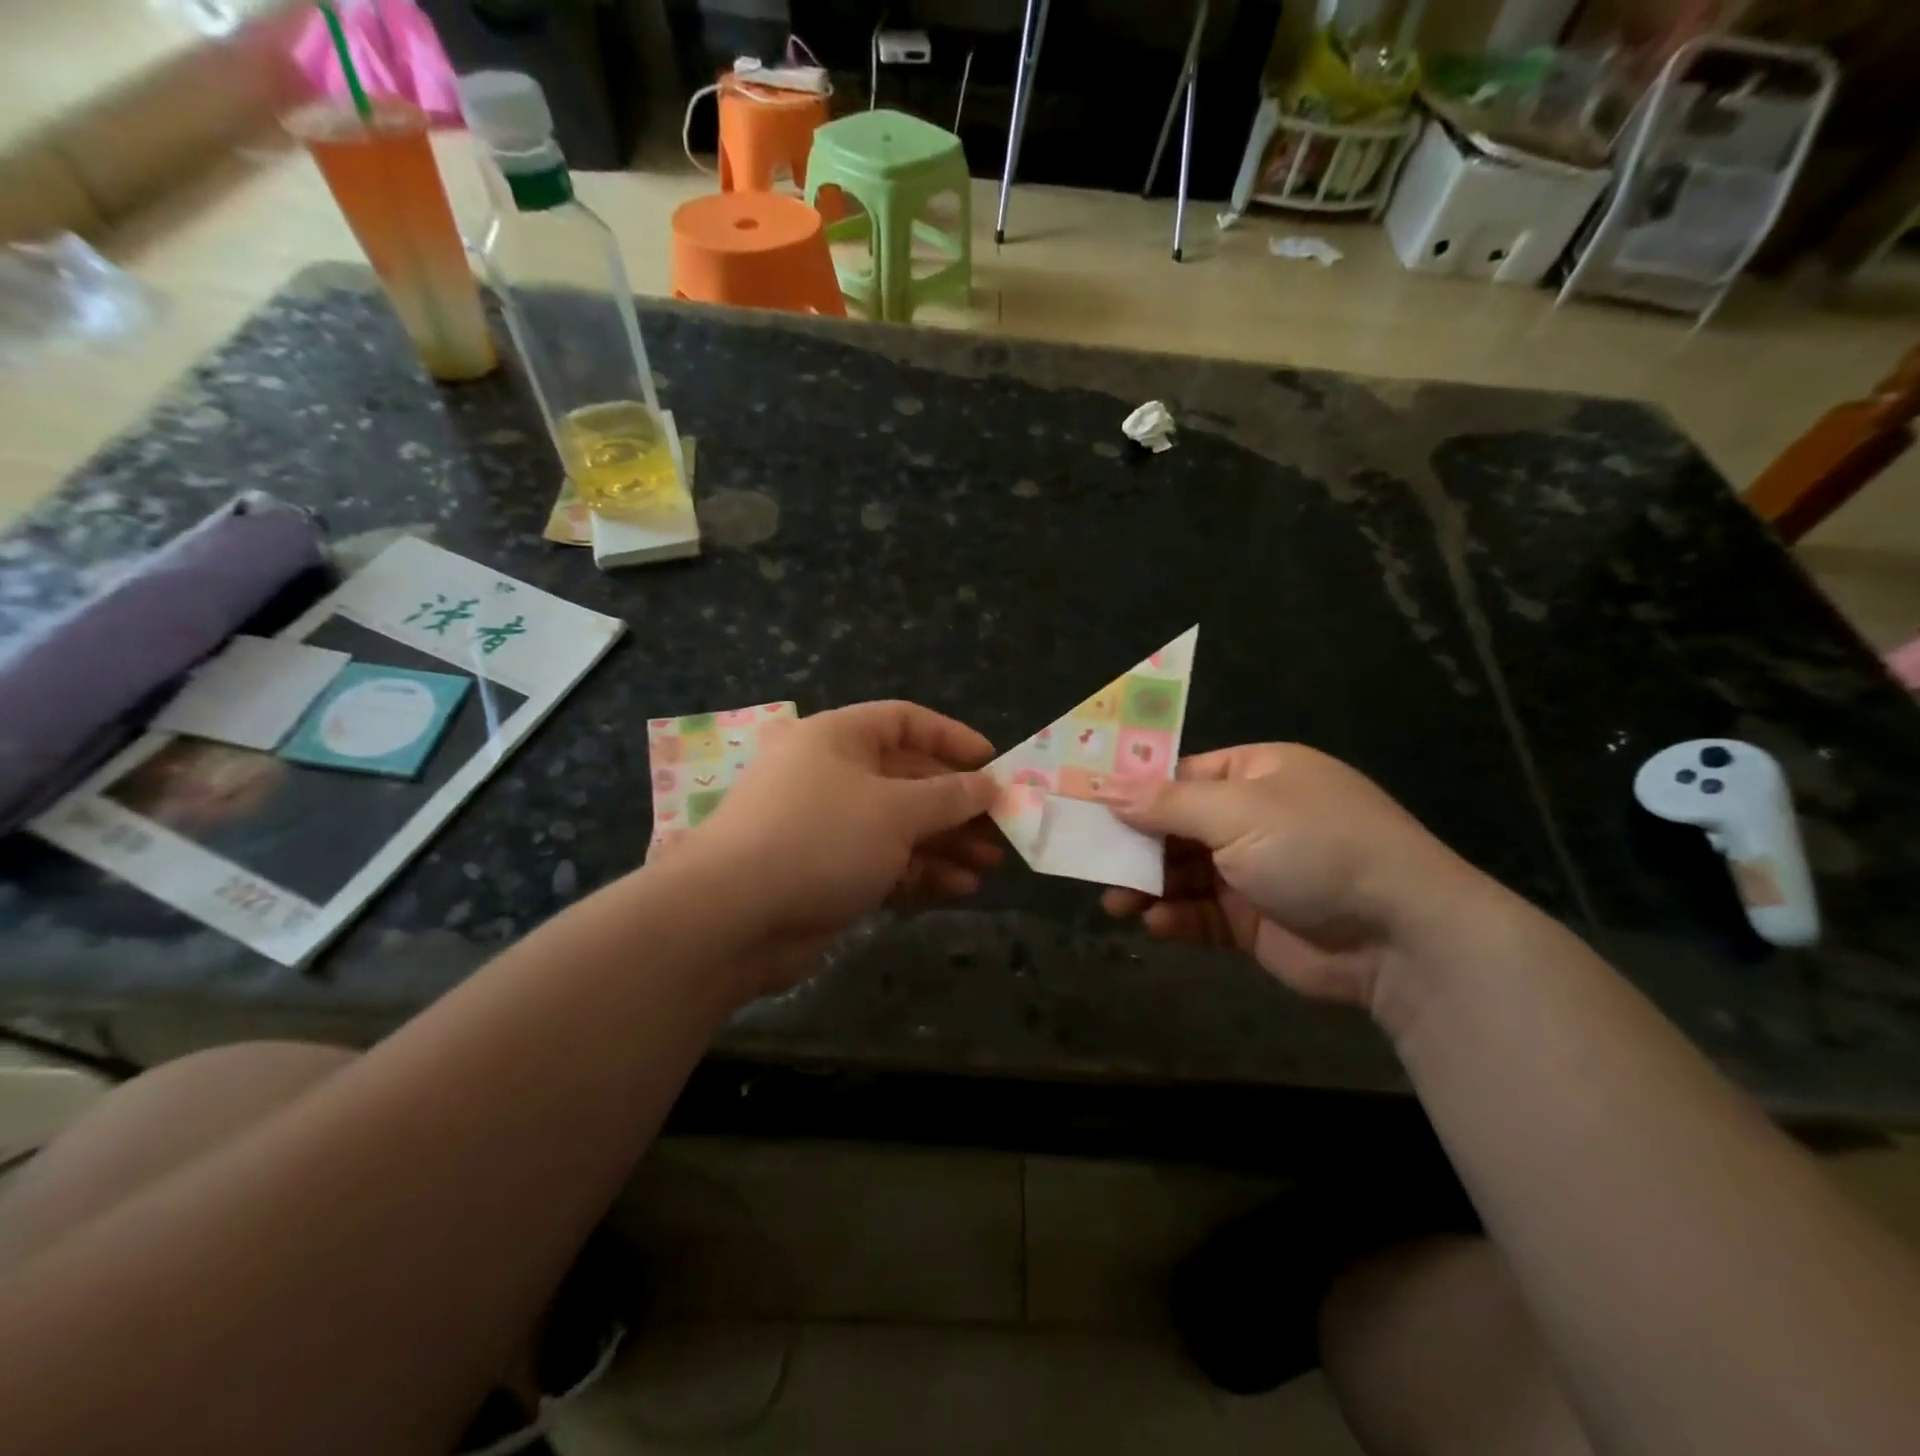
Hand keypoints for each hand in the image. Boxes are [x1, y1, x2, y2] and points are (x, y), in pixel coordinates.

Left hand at [685, 701, 1000, 980]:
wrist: (733, 918)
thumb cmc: (820, 838)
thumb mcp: (896, 810)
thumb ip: (949, 796)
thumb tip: (989, 784)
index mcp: (838, 738)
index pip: (904, 721)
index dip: (951, 738)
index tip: (992, 764)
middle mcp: (832, 775)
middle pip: (908, 778)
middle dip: (956, 804)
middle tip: (1001, 826)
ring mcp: (828, 827)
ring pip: (900, 826)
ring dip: (946, 843)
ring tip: (990, 864)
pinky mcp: (828, 873)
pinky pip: (884, 863)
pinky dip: (920, 873)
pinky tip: (960, 888)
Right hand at [1097, 744, 1493, 1013]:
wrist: (1400, 937)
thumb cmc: (1316, 848)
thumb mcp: (1238, 812)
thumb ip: (1166, 803)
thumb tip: (1106, 789)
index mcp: (1258, 774)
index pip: (1182, 775)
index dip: (1133, 790)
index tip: (1086, 804)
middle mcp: (1255, 817)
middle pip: (1176, 826)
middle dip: (1134, 844)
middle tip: (1088, 860)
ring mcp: (1256, 871)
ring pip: (1184, 873)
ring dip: (1148, 885)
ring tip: (1114, 902)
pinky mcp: (1255, 921)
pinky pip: (1203, 913)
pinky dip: (1176, 917)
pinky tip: (1154, 925)